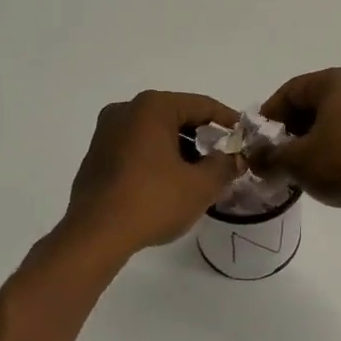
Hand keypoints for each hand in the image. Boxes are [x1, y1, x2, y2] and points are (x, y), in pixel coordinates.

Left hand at [62, 91, 242, 256]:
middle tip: (224, 158)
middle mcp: (126, 110)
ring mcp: (106, 132)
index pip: (202, 105)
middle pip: (177, 116)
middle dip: (203, 137)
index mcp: (153, 107)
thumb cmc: (153, 201)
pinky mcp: (97, 155)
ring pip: (155, 132)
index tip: (244, 136)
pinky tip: (170, 182)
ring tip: (200, 174)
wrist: (96, 235)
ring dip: (180, 149)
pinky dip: (158, 157)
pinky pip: (137, 147)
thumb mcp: (201, 185)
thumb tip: (235, 159)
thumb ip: (225, 166)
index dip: (228, 120)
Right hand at [256, 69, 340, 228]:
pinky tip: (325, 174)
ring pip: (334, 121)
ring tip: (297, 169)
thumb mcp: (296, 162)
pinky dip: (335, 149)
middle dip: (290, 130)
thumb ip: (268, 157)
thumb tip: (254, 160)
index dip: (269, 116)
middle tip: (274, 157)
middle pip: (313, 104)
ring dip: (312, 142)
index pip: (291, 91)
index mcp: (338, 81)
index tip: (256, 142)